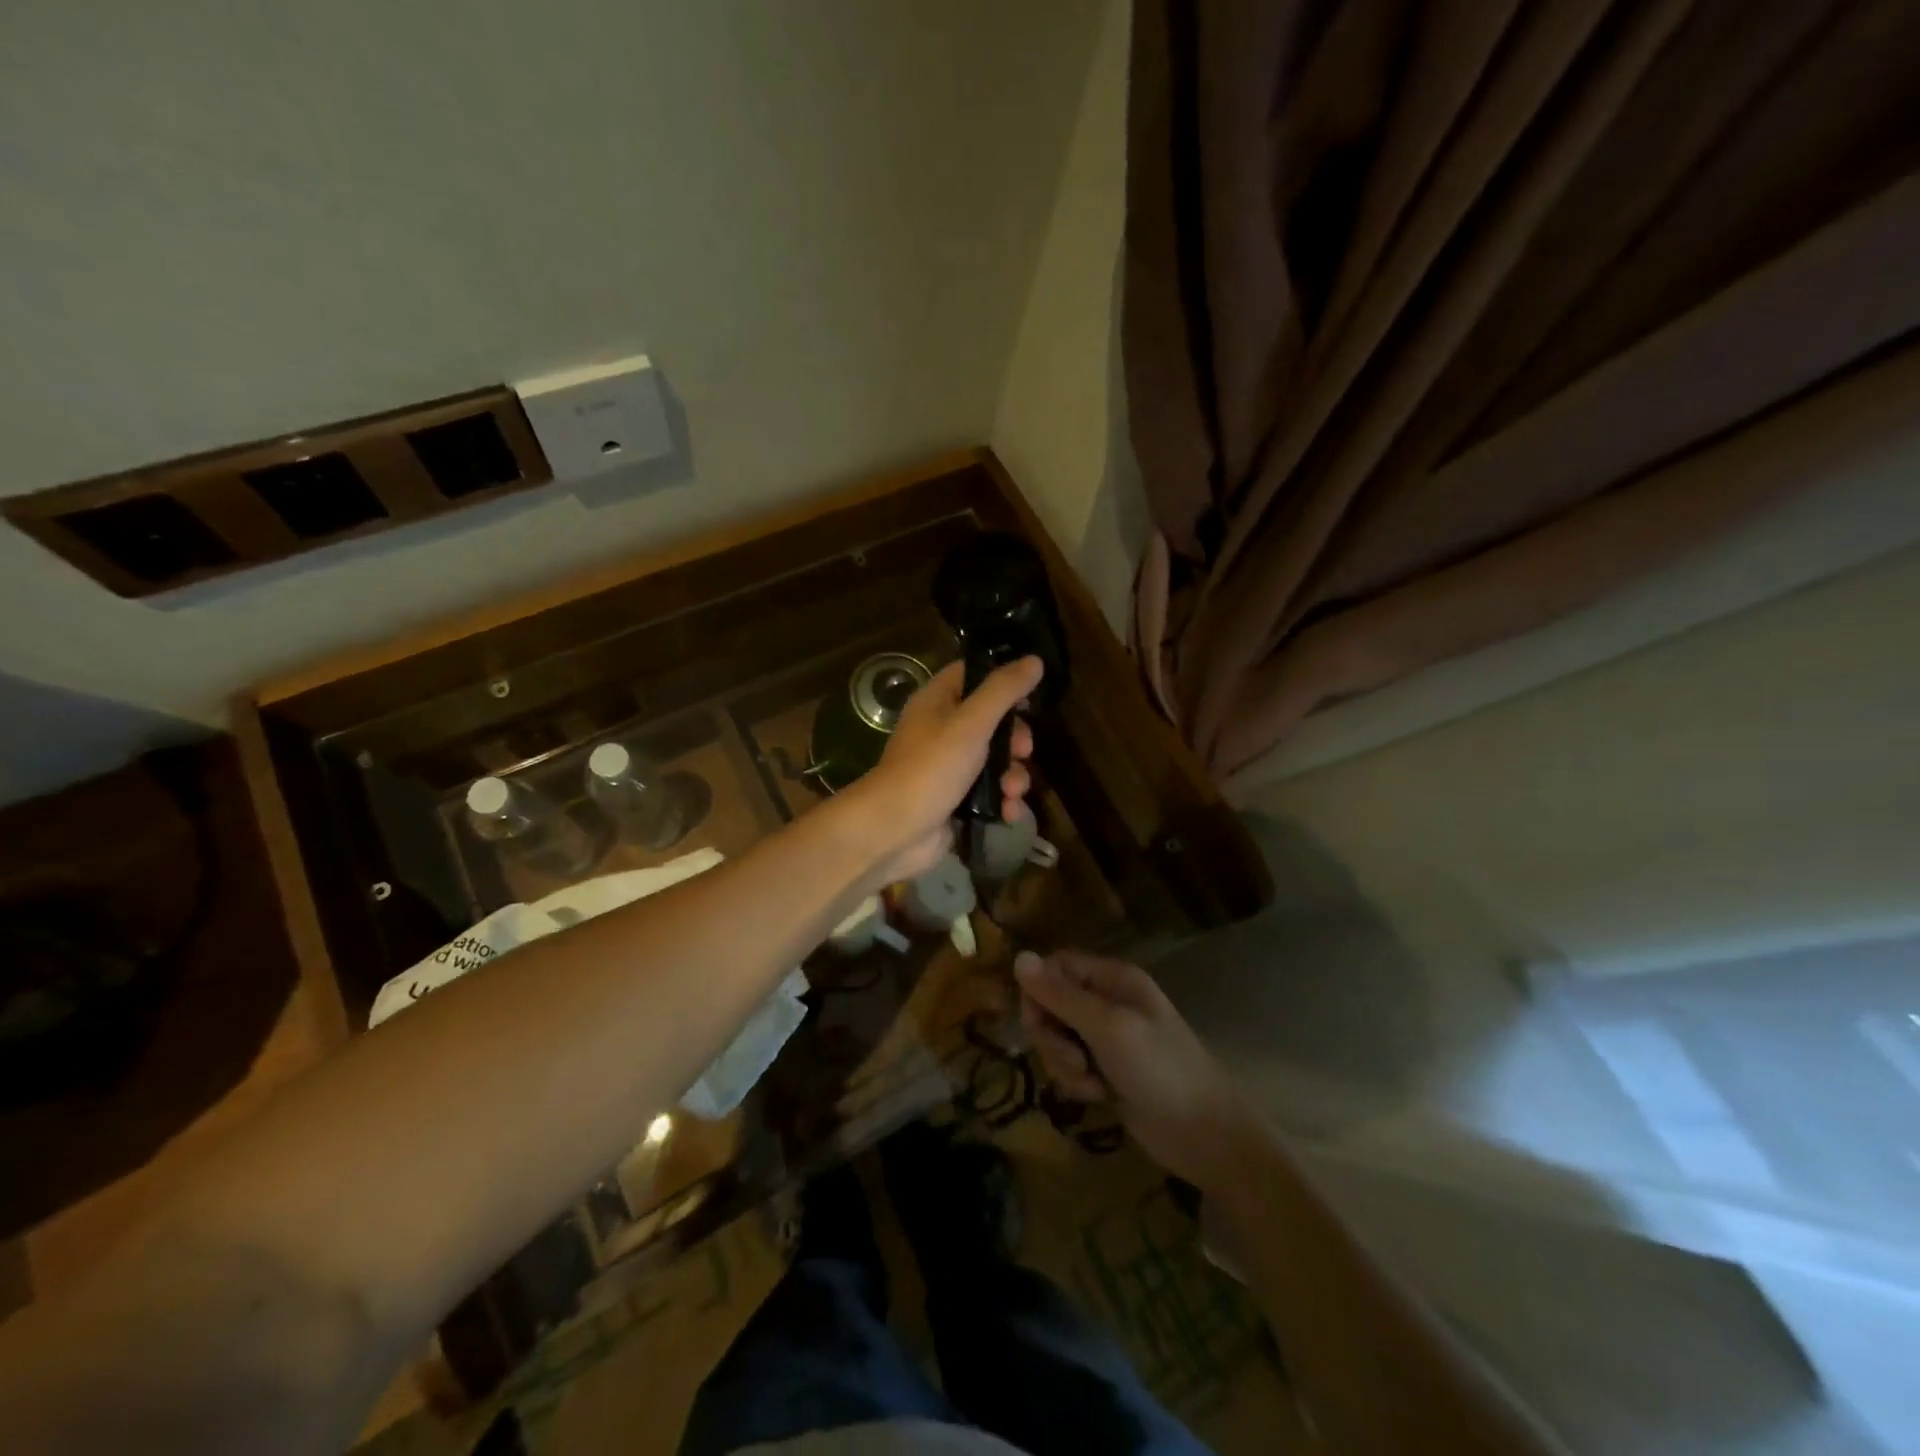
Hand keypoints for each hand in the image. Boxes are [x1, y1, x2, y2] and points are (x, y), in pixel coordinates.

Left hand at [848, 656, 1040, 883]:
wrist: (895, 831)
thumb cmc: (930, 768)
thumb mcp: (971, 722)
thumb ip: (1004, 690)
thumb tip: (1035, 660)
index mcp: (936, 702)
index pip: (971, 675)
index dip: (1002, 681)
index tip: (1029, 696)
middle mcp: (941, 730)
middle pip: (991, 722)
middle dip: (1015, 739)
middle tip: (1023, 751)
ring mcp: (948, 767)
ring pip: (995, 761)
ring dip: (1013, 776)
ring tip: (1013, 791)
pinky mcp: (955, 800)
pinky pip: (989, 793)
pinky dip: (1003, 801)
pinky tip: (1009, 812)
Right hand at [1016, 949, 1253, 1190]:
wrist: (1206, 1136)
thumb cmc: (1162, 1071)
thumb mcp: (1109, 1028)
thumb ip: (1062, 996)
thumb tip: (1019, 957)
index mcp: (1112, 978)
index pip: (1055, 967)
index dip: (1039, 992)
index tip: (1039, 1023)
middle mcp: (1107, 1001)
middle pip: (1050, 1003)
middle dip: (1052, 1036)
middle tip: (1074, 1060)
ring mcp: (1106, 1037)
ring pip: (1056, 1037)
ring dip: (1063, 1063)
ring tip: (1091, 1083)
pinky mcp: (1105, 1070)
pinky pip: (1069, 1065)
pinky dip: (1075, 1082)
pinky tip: (1098, 1096)